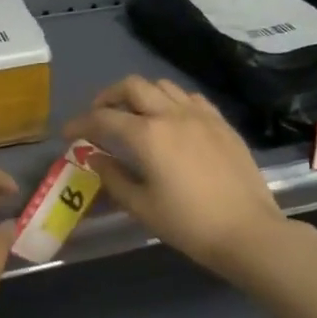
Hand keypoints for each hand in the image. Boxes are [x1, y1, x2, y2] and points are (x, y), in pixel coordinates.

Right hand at [64, 76, 288, 276]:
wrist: (248, 231)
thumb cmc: (188, 224)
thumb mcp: (142, 207)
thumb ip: (113, 178)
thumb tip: (96, 158)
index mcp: (147, 135)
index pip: (103, 118)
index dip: (80, 123)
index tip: (69, 133)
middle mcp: (171, 114)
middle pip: (132, 86)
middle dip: (109, 97)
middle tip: (100, 117)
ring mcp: (200, 115)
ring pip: (162, 86)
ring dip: (141, 95)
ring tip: (134, 116)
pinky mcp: (221, 122)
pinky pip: (190, 98)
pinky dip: (171, 101)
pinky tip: (171, 121)